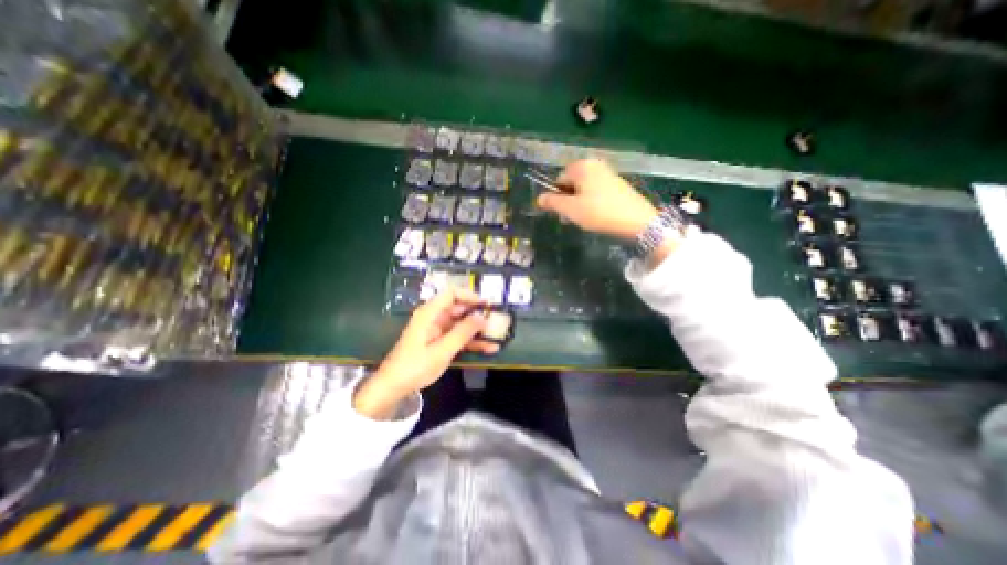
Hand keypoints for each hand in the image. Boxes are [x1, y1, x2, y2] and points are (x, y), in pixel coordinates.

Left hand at [350, 289, 495, 416]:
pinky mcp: (440, 342)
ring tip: (497, 336)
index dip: (470, 296)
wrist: (393, 387)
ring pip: (461, 324)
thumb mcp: (441, 350)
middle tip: (497, 321)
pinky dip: (472, 342)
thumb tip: (482, 317)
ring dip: (478, 330)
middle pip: (459, 309)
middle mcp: (434, 318)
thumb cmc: (415, 366)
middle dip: (478, 314)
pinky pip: (459, 337)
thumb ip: (463, 332)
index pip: (452, 294)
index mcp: (430, 313)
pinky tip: (488, 348)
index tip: (487, 304)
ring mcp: (438, 331)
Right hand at [540, 156, 658, 239]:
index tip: (562, 213)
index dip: (557, 197)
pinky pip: (596, 192)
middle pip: (571, 183)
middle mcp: (594, 165)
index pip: (558, 180)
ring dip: (579, 204)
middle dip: (568, 201)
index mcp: (581, 166)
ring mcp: (608, 174)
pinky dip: (592, 203)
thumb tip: (538, 198)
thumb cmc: (599, 213)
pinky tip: (597, 216)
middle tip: (572, 218)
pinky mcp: (617, 185)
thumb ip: (552, 202)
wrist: (637, 221)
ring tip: (585, 219)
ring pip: (583, 189)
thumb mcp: (570, 209)